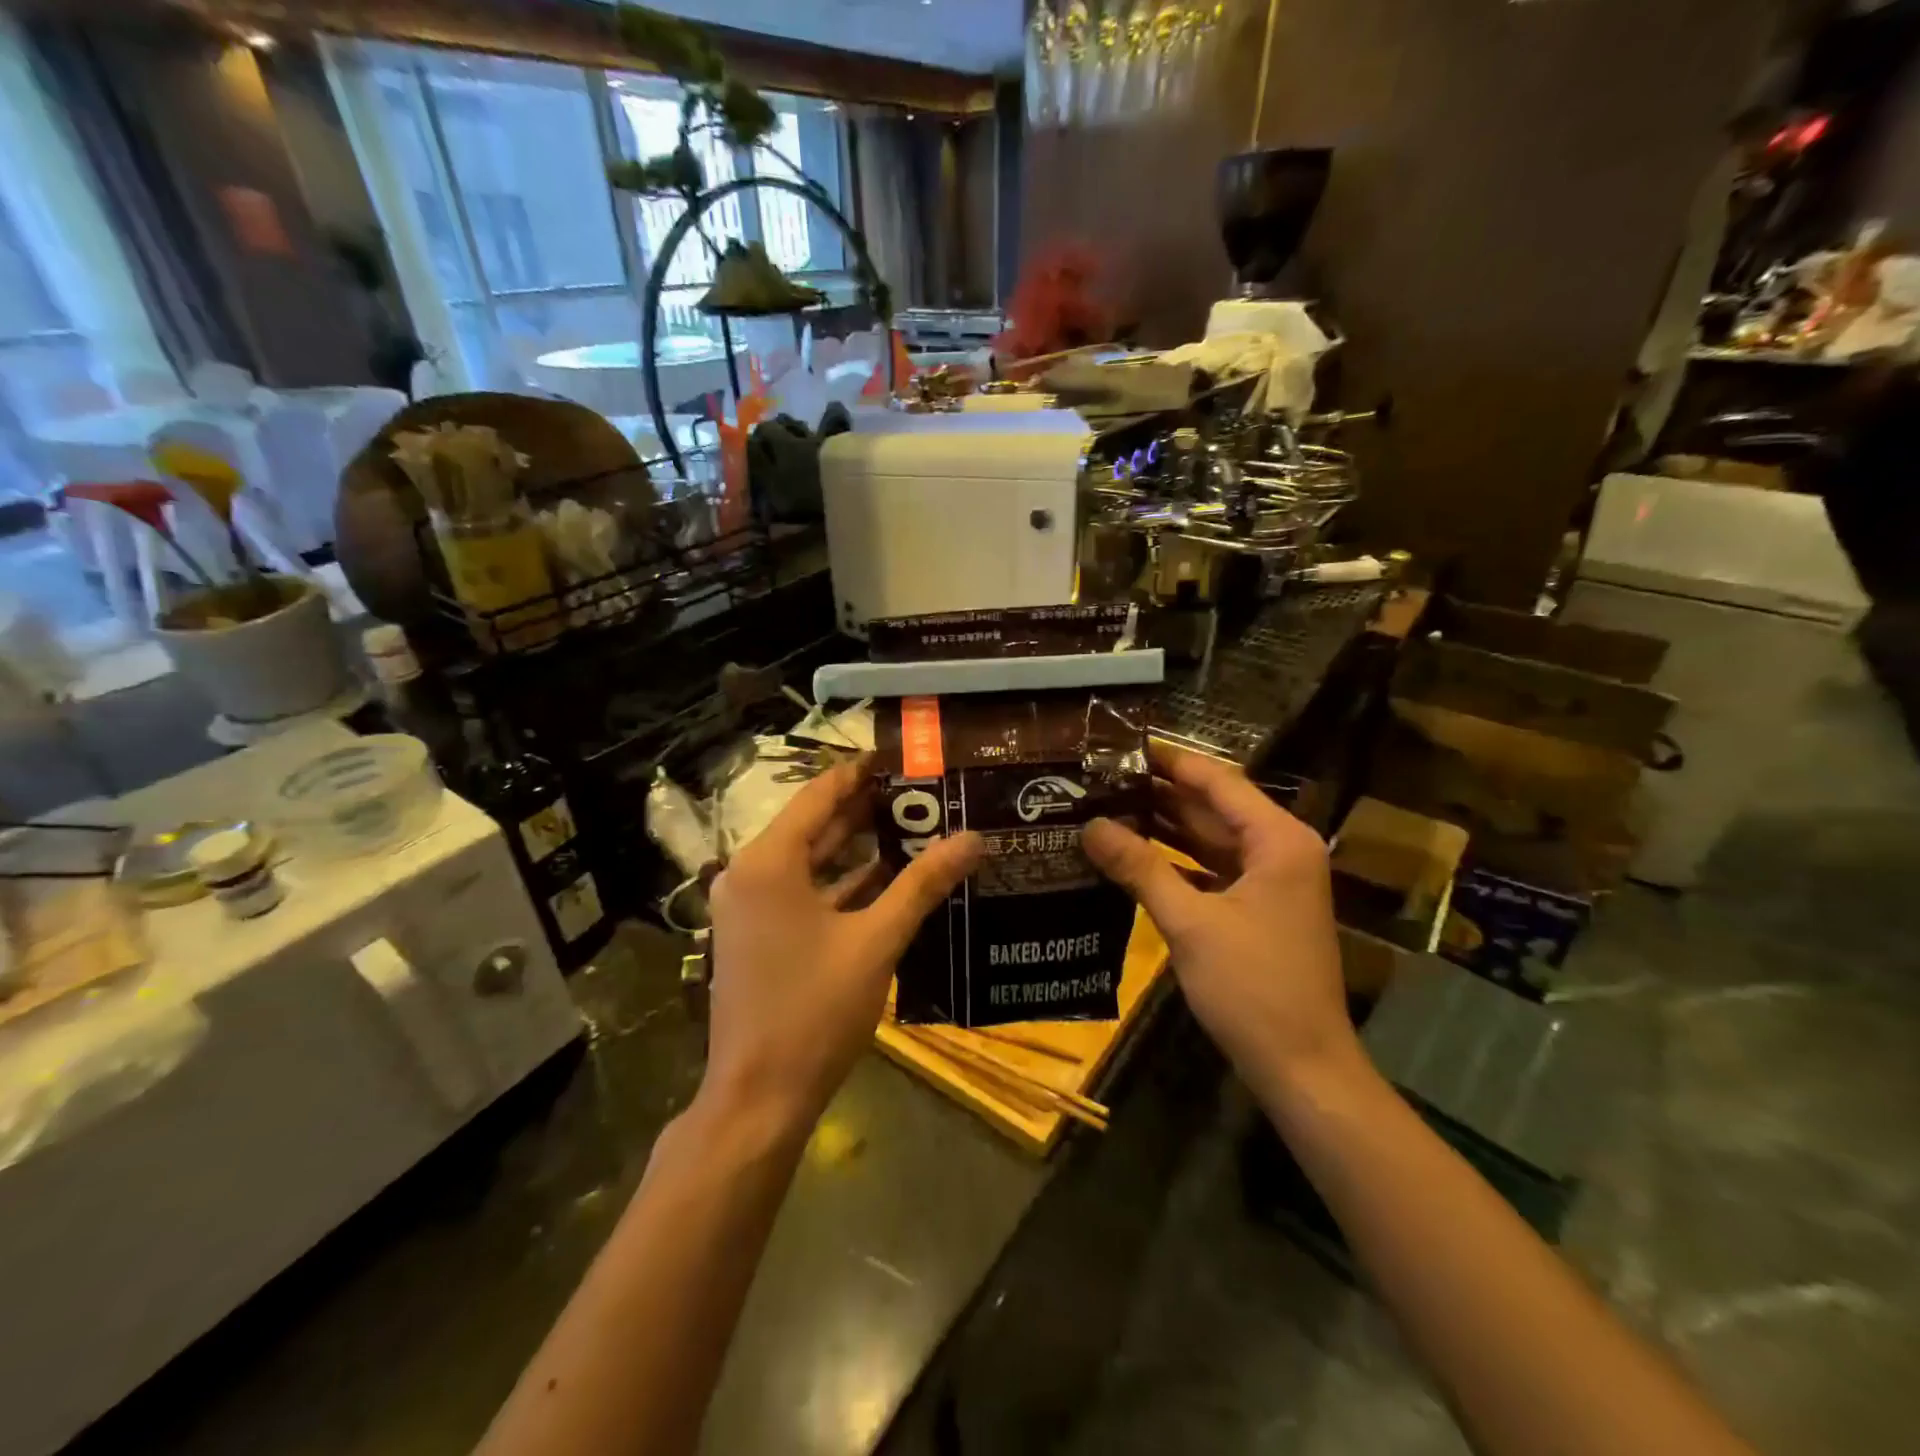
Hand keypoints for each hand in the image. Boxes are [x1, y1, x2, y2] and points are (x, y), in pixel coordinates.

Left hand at [703, 759, 982, 1131]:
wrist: (760, 1098)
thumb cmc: (815, 1011)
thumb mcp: (877, 941)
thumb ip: (923, 884)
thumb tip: (973, 838)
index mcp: (769, 862)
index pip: (820, 795)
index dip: (861, 773)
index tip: (903, 757)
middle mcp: (750, 874)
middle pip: (815, 826)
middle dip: (867, 809)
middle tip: (922, 791)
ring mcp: (751, 907)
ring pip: (811, 861)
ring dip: (857, 846)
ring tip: (915, 824)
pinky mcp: (759, 935)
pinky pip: (804, 892)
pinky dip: (841, 883)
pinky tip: (888, 877)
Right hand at [1082, 745, 1359, 1097]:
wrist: (1302, 1067)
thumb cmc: (1253, 988)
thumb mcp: (1190, 923)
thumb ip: (1140, 868)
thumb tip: (1090, 826)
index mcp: (1276, 840)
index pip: (1216, 781)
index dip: (1168, 761)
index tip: (1120, 745)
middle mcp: (1278, 849)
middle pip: (1211, 807)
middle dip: (1157, 793)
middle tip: (1099, 778)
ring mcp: (1269, 881)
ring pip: (1208, 839)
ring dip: (1162, 827)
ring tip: (1104, 807)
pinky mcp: (1255, 908)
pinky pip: (1209, 869)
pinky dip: (1173, 861)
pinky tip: (1130, 855)